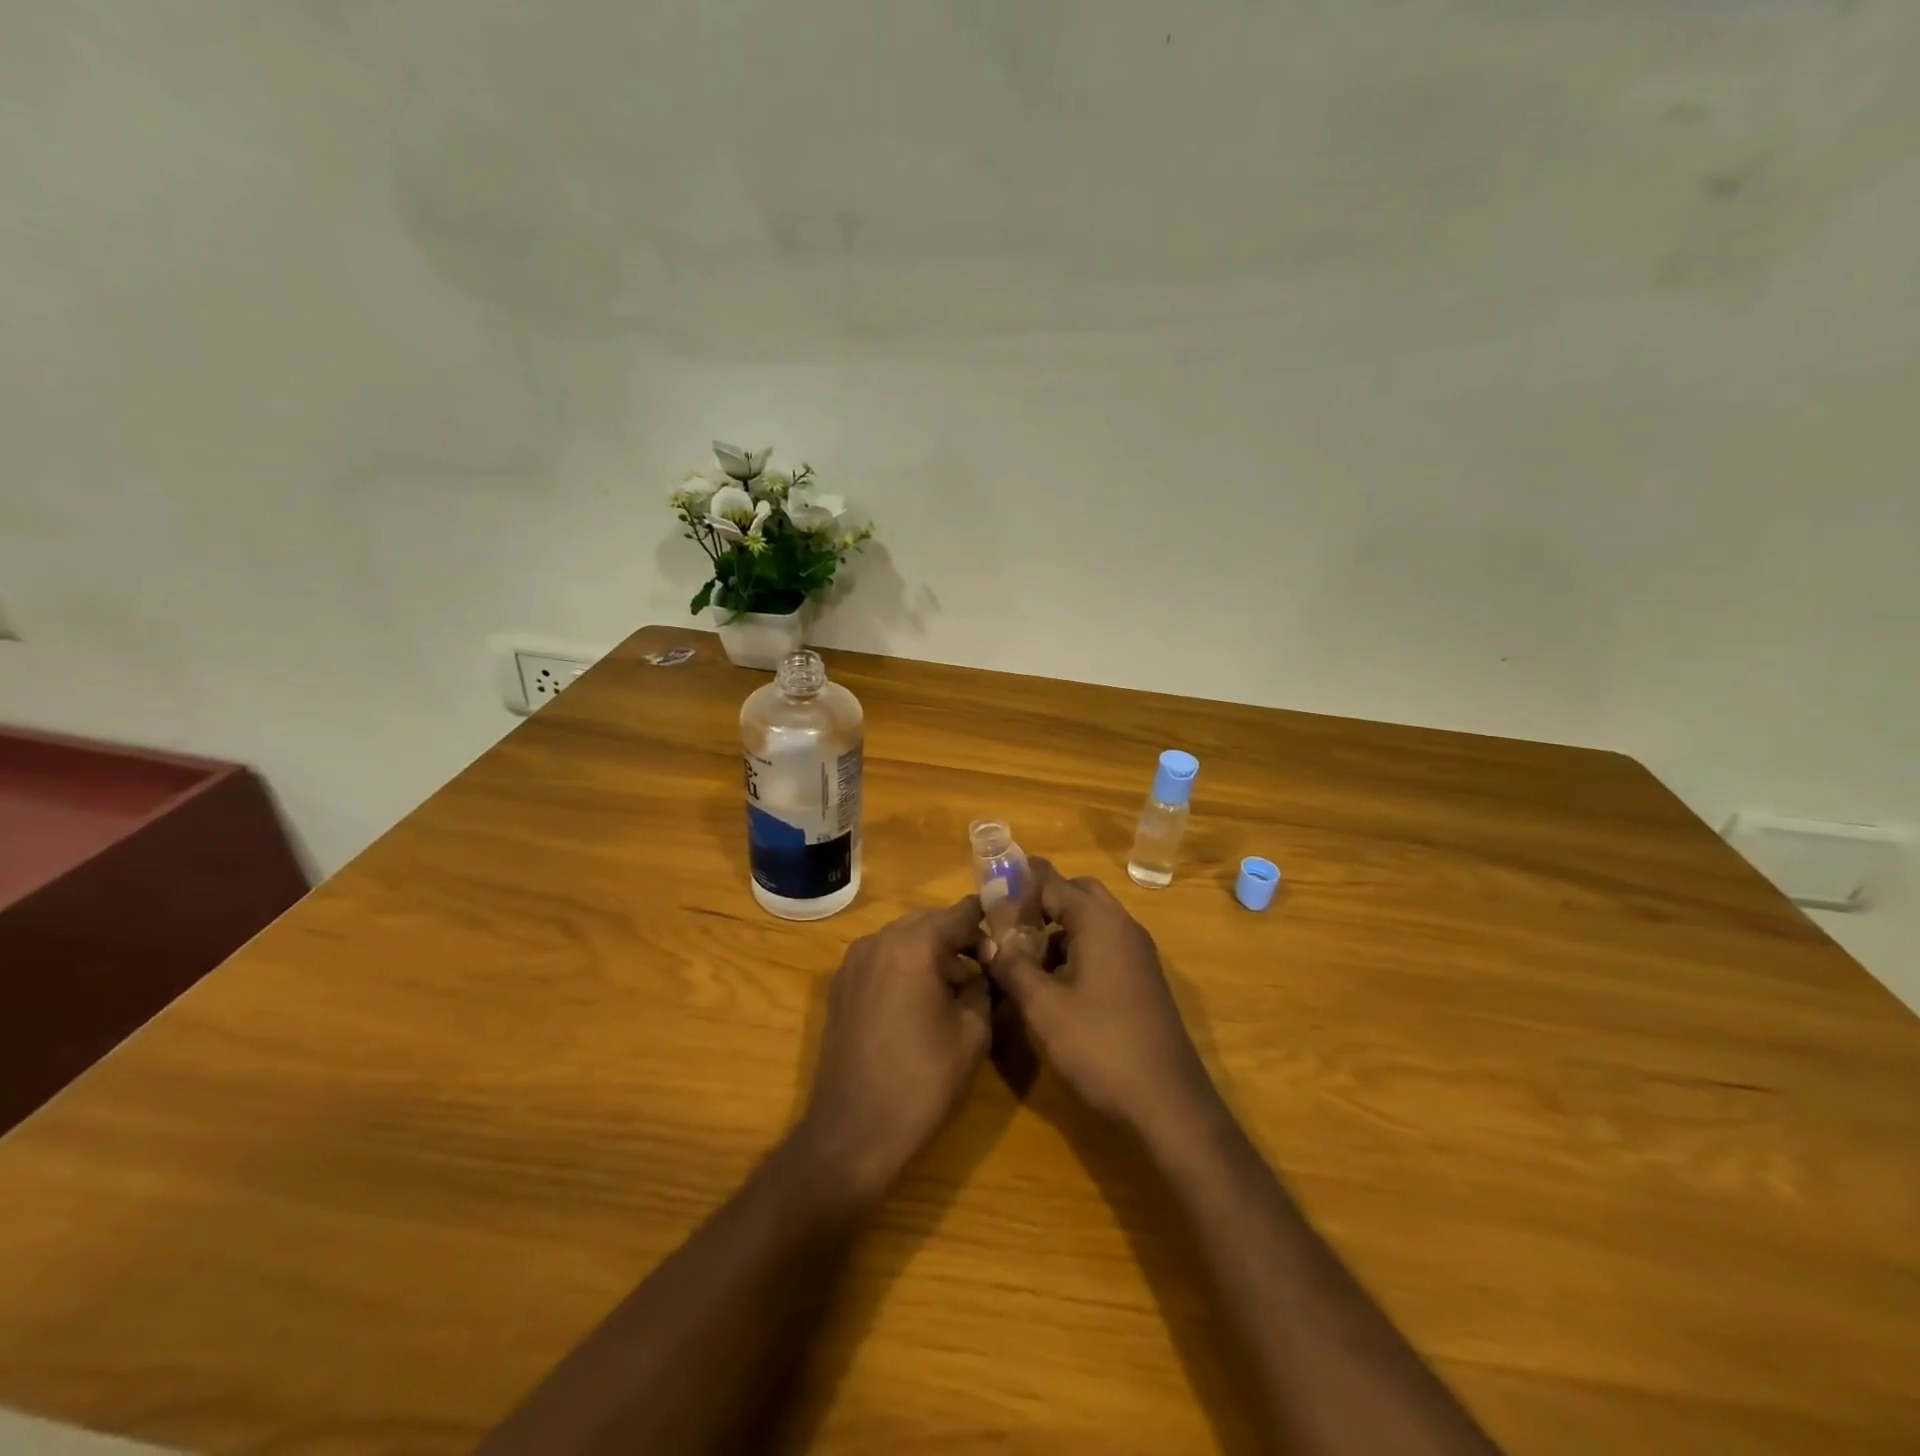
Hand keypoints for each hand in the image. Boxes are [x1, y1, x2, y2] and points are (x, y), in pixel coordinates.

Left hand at [795, 896, 991, 1205]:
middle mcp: (879, 941)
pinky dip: (905, 966)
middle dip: (958, 937)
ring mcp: (854, 962)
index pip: (960, 912)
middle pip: (928, 922)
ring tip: (956, 989)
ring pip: (903, 939)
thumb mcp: (972, 1033)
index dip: (987, 921)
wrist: (853, 1132)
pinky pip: (882, 959)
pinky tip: (922, 1001)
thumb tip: (982, 969)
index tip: (1008, 938)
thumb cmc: (922, 1081)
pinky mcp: (841, 986)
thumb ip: (982, 987)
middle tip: (985, 966)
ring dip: (931, 952)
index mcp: (913, 945)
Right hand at [984, 861, 1223, 1143]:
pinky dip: (1077, 947)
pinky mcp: (1142, 978)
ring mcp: (1137, 953)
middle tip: (1006, 921)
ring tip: (1022, 953)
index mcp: (1099, 922)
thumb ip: (1012, 967)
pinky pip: (1105, 944)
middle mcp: (1122, 926)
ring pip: (1092, 920)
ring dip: (1059, 926)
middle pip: (1077, 892)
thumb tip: (987, 942)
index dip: (1018, 882)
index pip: (1053, 880)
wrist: (1168, 1104)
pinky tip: (1053, 980)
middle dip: (1041, 899)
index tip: (987, 891)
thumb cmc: (1100, 1046)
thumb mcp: (1044, 1007)